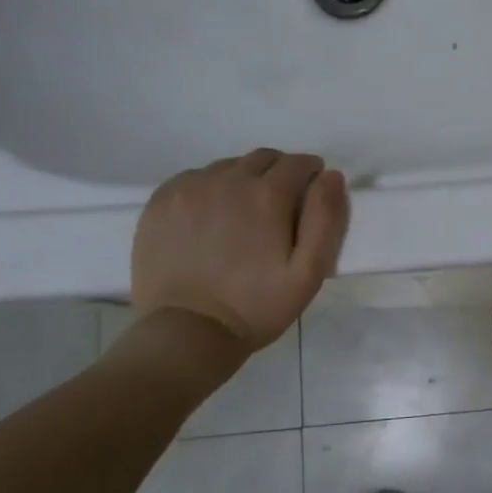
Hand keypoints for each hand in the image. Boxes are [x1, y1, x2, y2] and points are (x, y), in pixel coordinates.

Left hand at [131, 150, 349, 352]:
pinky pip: (194, 179)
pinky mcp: (161, 202)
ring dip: (243, 180)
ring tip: (243, 215)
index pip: (297, 163)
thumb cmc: (257, 306)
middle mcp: (228, 180)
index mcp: (268, 195)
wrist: (187, 333)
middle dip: (279, 174)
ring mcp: (189, 189)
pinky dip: (209, 188)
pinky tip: (210, 219)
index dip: (310, 174)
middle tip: (280, 206)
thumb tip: (330, 176)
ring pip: (228, 167)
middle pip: (263, 158)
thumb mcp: (309, 272)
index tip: (311, 193)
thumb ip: (326, 219)